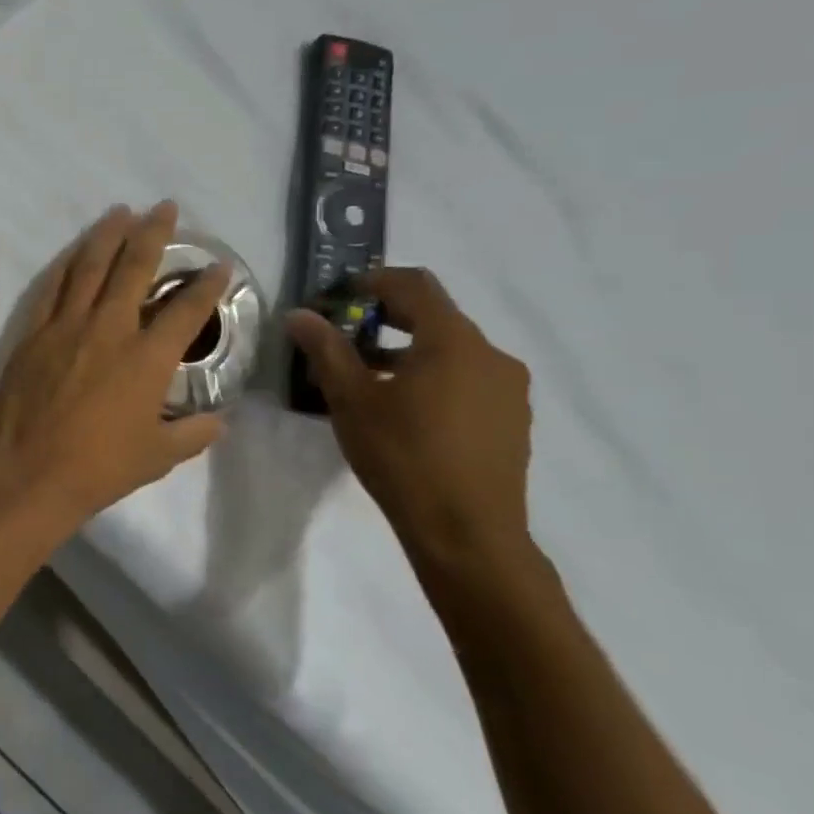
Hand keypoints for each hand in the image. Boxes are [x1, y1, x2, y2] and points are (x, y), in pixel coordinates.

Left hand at [0, 202, 228, 523]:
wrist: (30, 471)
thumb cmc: (99, 467)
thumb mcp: (158, 456)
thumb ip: (193, 433)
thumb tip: (219, 420)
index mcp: (147, 358)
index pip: (187, 310)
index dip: (206, 284)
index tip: (218, 265)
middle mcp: (109, 329)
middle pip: (134, 268)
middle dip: (153, 233)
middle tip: (164, 207)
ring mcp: (66, 326)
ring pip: (89, 268)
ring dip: (107, 236)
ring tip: (120, 212)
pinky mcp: (33, 334)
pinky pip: (51, 289)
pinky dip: (64, 266)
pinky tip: (73, 252)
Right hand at [286, 268, 535, 584]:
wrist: (467, 533)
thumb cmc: (402, 455)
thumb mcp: (351, 399)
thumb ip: (326, 349)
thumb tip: (299, 314)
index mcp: (453, 341)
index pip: (415, 285)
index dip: (374, 281)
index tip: (338, 296)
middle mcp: (491, 354)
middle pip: (435, 317)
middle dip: (386, 319)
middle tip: (344, 337)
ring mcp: (509, 389)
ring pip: (452, 351)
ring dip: (409, 351)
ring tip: (368, 379)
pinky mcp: (513, 420)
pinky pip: (468, 380)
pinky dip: (434, 378)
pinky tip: (406, 411)